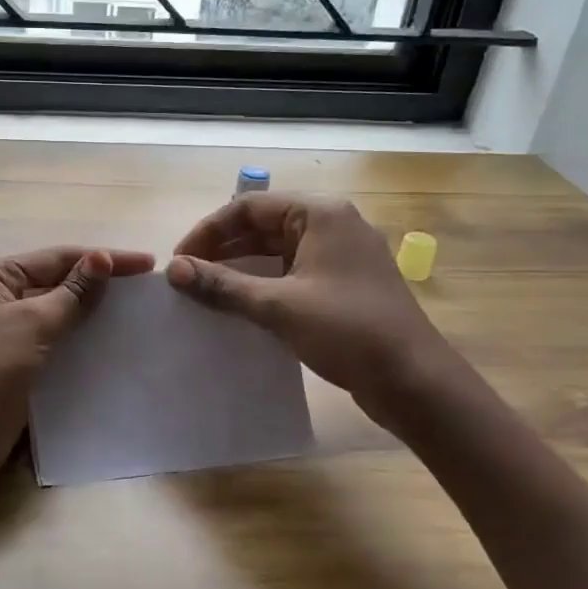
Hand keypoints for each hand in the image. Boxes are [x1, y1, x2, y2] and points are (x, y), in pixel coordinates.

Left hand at [0, 245, 154, 489]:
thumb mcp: (31, 324)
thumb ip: (71, 293)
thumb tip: (102, 258)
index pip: (58, 257)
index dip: (103, 259)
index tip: (147, 264)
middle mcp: (1, 298)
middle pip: (59, 282)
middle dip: (100, 284)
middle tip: (147, 289)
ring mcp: (10, 332)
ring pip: (61, 314)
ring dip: (94, 313)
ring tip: (138, 314)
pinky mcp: (20, 364)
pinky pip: (58, 342)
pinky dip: (83, 340)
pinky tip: (113, 344)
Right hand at [166, 194, 452, 432]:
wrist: (415, 382)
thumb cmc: (347, 331)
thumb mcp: (278, 306)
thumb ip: (222, 285)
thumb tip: (173, 270)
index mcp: (320, 214)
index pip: (247, 206)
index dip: (208, 231)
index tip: (179, 261)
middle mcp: (332, 224)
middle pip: (262, 225)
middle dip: (222, 249)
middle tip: (187, 278)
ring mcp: (340, 255)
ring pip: (276, 250)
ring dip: (240, 267)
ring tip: (205, 292)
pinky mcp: (343, 284)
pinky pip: (292, 272)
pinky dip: (263, 283)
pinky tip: (239, 306)